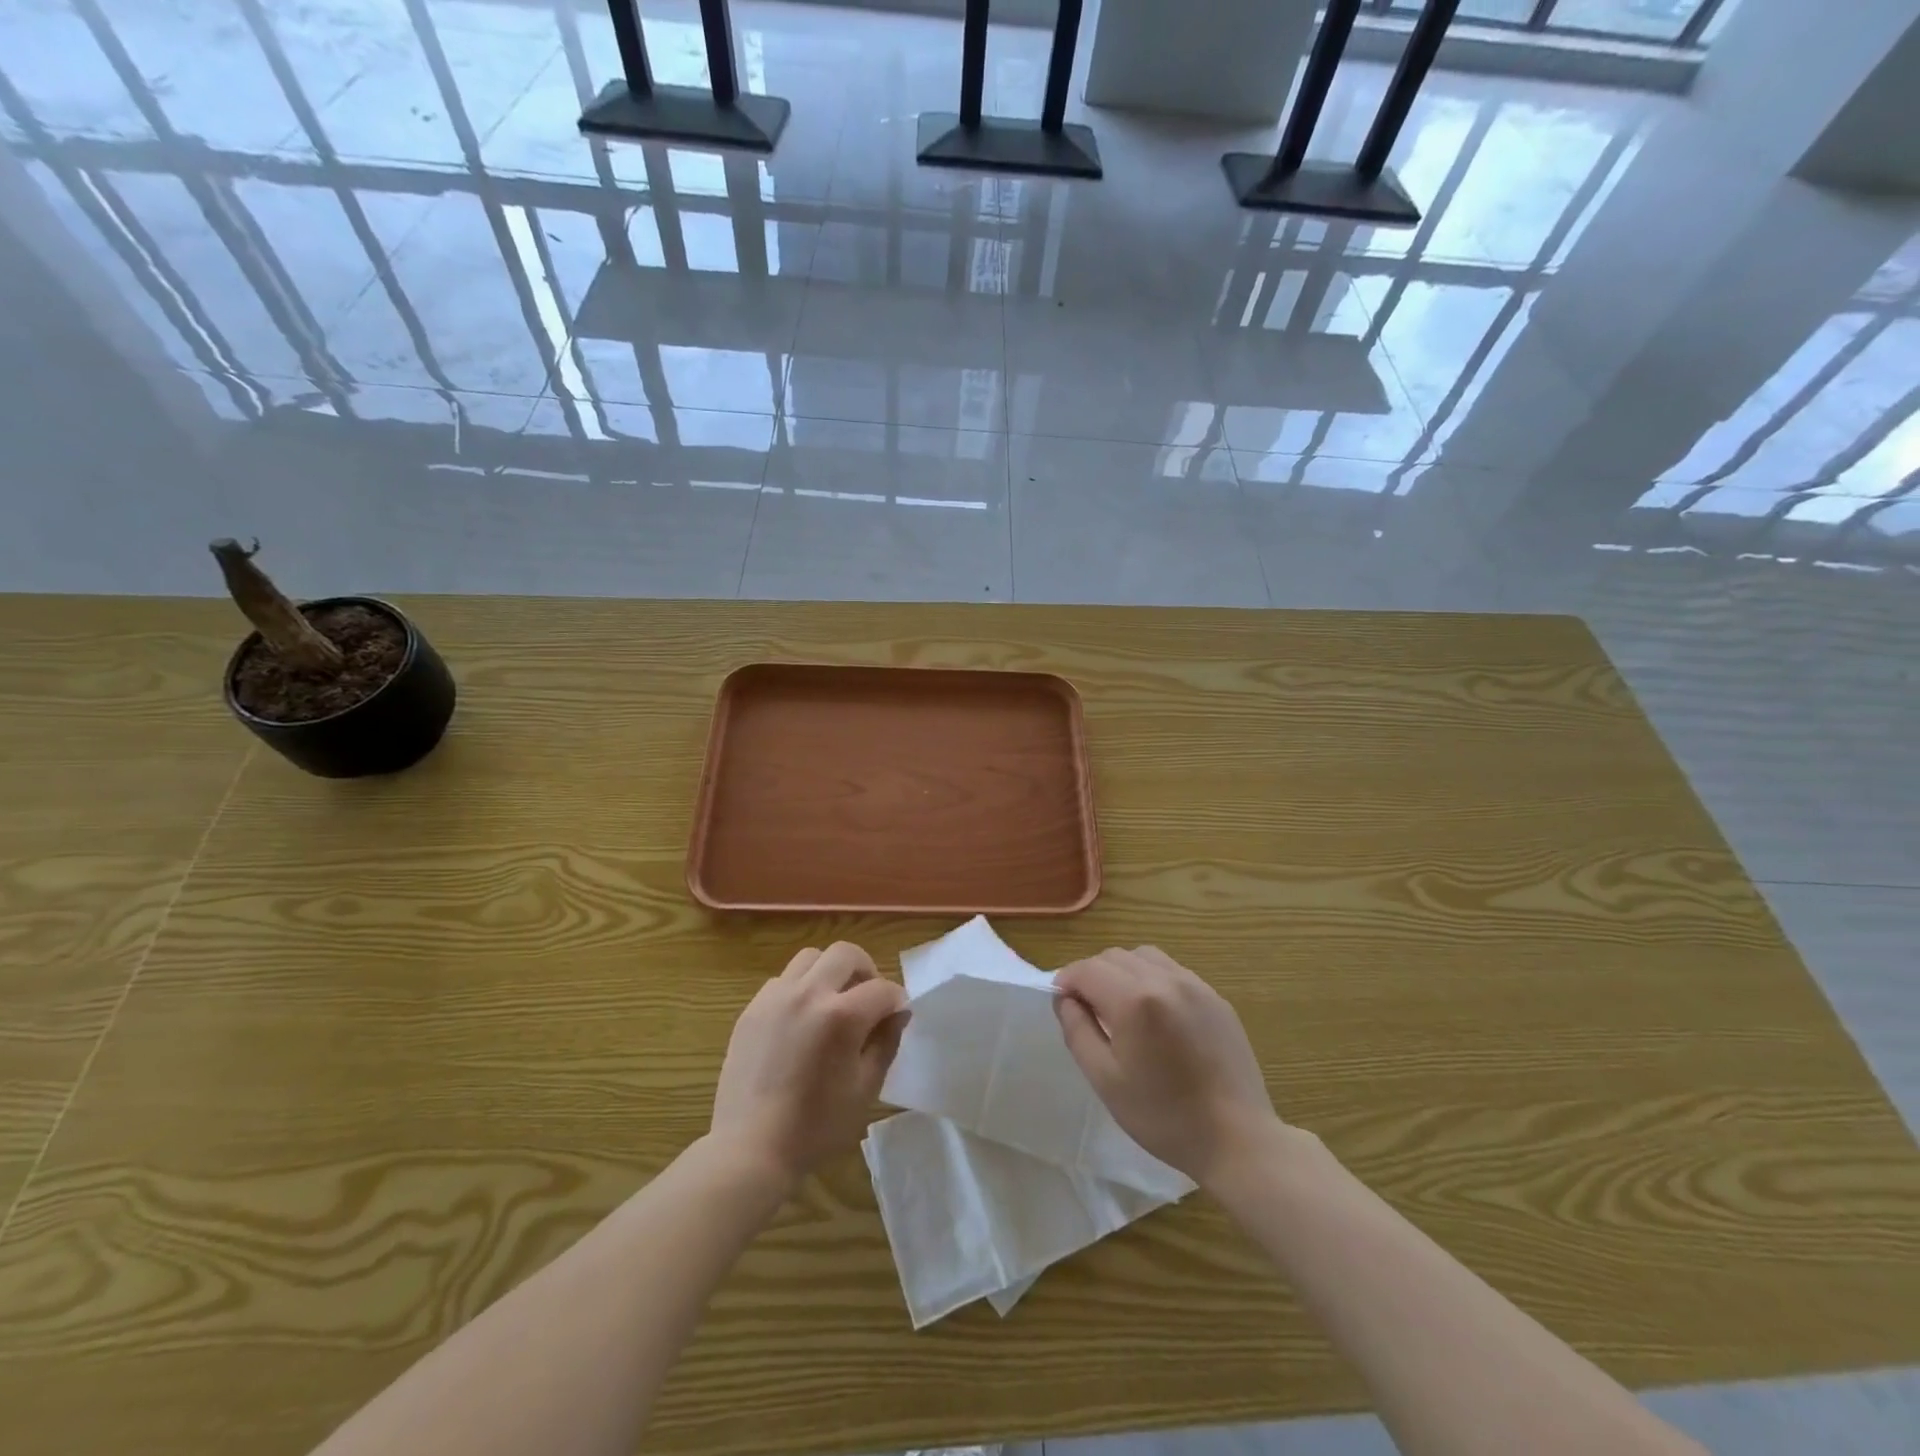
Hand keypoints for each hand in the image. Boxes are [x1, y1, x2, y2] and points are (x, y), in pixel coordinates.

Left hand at [711, 942, 908, 1186]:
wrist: (750, 1147)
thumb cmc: (816, 1126)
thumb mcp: (865, 1089)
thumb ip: (886, 1043)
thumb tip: (897, 1013)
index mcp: (841, 1016)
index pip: (882, 989)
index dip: (896, 1001)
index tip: (897, 1016)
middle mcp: (808, 994)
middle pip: (846, 954)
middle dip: (866, 970)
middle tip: (868, 1000)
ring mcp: (775, 997)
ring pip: (811, 958)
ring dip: (830, 972)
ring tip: (833, 1002)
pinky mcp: (752, 1009)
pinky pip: (782, 980)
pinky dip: (800, 988)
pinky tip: (801, 1019)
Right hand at [1054, 946, 1278, 1189]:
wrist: (1237, 1139)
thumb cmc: (1163, 1115)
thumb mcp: (1105, 1079)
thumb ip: (1077, 1030)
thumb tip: (1065, 998)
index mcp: (1134, 1000)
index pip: (1087, 969)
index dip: (1067, 981)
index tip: (1062, 1003)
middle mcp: (1164, 980)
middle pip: (1114, 957)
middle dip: (1092, 975)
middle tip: (1089, 1010)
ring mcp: (1195, 985)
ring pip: (1144, 956)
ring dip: (1122, 972)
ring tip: (1121, 1007)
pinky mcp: (1215, 997)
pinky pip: (1172, 971)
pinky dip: (1152, 979)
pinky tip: (1155, 1014)